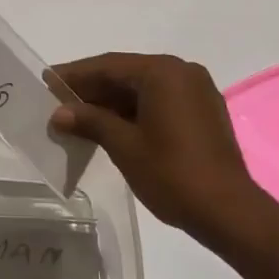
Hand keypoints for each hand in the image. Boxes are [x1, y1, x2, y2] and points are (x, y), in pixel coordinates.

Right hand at [49, 53, 261, 238]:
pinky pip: (161, 100)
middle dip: (92, 88)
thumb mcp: (124, 146)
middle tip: (59, 100)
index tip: (48, 80)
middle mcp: (181, 71)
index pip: (108, 66)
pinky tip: (112, 126)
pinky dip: (135, 110)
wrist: (230, 213)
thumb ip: (90, 122)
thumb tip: (59, 113)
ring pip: (143, 88)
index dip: (75, 75)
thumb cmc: (173, 174)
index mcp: (162, 71)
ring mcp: (196, 91)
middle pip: (126, 74)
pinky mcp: (204, 111)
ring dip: (112, 101)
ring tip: (80, 116)